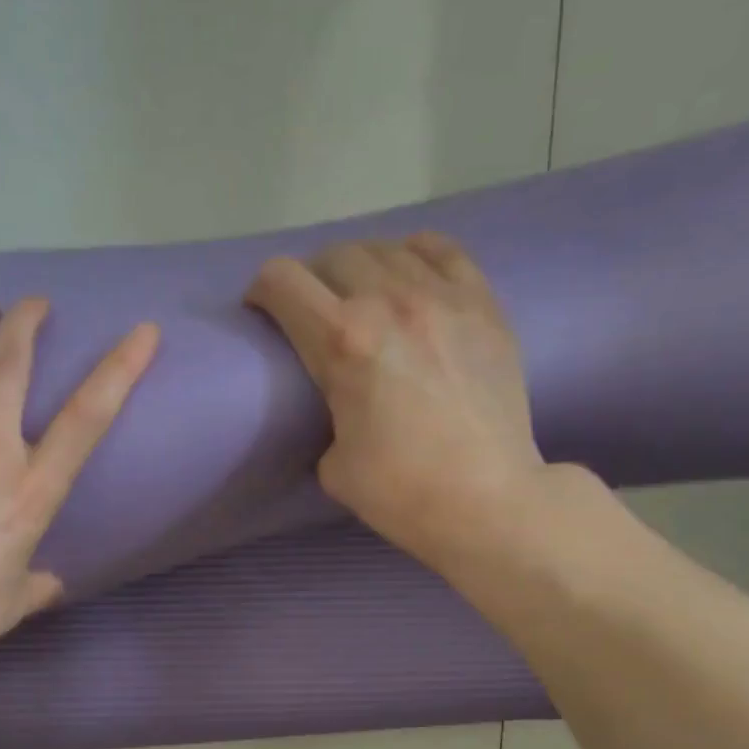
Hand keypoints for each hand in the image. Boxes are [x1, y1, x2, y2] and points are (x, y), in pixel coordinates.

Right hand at [246, 233, 550, 568]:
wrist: (487, 500)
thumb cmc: (400, 491)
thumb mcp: (332, 464)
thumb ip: (328, 416)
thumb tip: (342, 406)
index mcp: (342, 342)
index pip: (282, 281)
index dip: (261, 290)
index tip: (263, 312)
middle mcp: (389, 302)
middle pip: (333, 256)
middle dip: (311, 279)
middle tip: (312, 311)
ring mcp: (443, 297)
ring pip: (385, 248)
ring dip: (360, 267)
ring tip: (362, 296)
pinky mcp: (483, 305)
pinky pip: (441, 251)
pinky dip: (414, 256)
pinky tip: (410, 277)